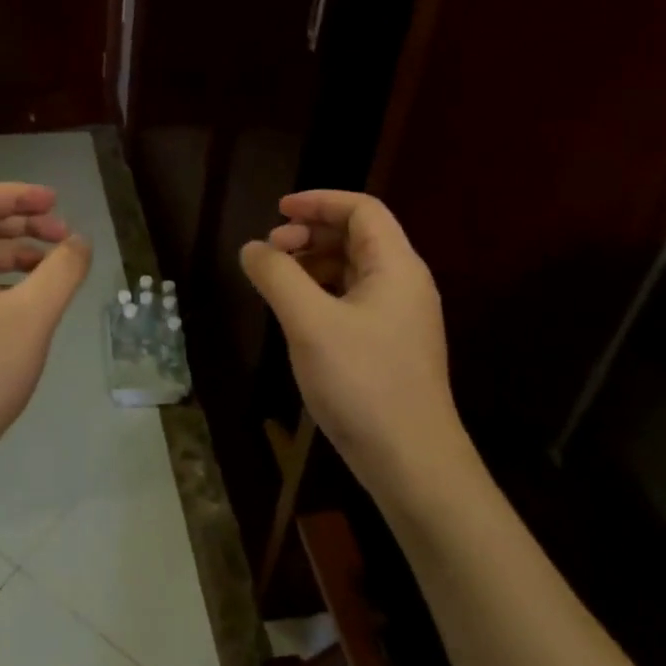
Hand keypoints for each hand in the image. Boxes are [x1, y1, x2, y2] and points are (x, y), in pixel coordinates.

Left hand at [0, 182, 90, 536]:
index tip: (58, 204)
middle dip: (23, 225)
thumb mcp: (31, 317)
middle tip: (64, 238)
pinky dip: (3, 283)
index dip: (19, 195)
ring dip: (16, 256)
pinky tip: (30, 305)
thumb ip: (62, 271)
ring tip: (55, 271)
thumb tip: (80, 242)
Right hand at [240, 190, 474, 506]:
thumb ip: (277, 276)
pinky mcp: (390, 346)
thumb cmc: (363, 383)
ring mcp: (400, 318)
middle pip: (358, 236)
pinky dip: (322, 293)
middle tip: (271, 250)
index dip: (319, 201)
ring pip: (353, 270)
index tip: (277, 212)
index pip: (362, 209)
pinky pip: (354, 300)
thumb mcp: (309, 323)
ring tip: (277, 281)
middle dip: (311, 233)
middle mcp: (404, 284)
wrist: (412, 464)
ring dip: (314, 263)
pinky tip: (297, 314)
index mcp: (396, 267)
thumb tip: (252, 248)